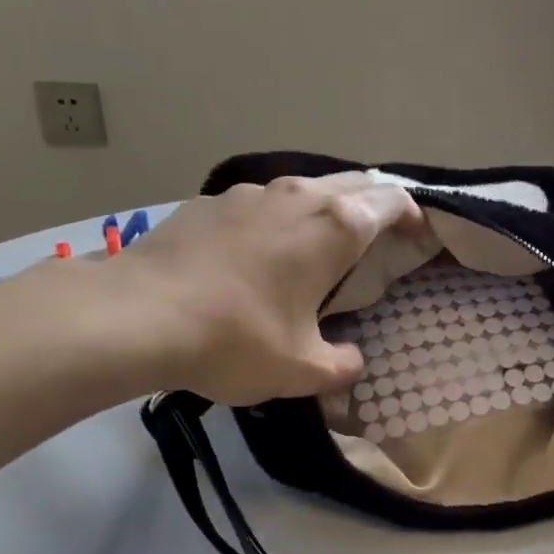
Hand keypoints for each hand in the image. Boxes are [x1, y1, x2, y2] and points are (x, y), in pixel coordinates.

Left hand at [125, 172, 424, 404]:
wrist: (135, 316)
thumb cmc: (235, 340)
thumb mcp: (302, 370)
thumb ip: (343, 365)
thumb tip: (353, 361)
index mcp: (334, 228)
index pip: (391, 200)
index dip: (413, 214)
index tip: (419, 235)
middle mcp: (298, 196)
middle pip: (354, 183)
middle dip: (375, 205)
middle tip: (380, 239)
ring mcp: (249, 193)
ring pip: (305, 188)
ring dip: (325, 209)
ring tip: (320, 246)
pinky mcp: (209, 202)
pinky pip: (261, 203)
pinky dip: (278, 219)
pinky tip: (259, 253)